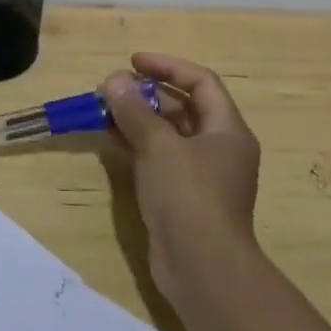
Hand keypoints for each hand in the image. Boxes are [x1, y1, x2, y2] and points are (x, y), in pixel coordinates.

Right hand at [103, 51, 261, 309]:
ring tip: (103, 112)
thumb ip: (134, 110)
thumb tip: (114, 80)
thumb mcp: (158, 145)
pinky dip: (136, 145)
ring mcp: (201, 175)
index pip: (201, 82)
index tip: (133, 62)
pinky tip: (110, 140)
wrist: (202, 268)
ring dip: (137, 120)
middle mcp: (219, 148)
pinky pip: (159, 158)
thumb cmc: (188, 196)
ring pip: (167, 134)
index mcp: (227, 130)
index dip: (168, 66)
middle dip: (146, 95)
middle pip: (183, 107)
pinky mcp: (182, 196)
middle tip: (112, 90)